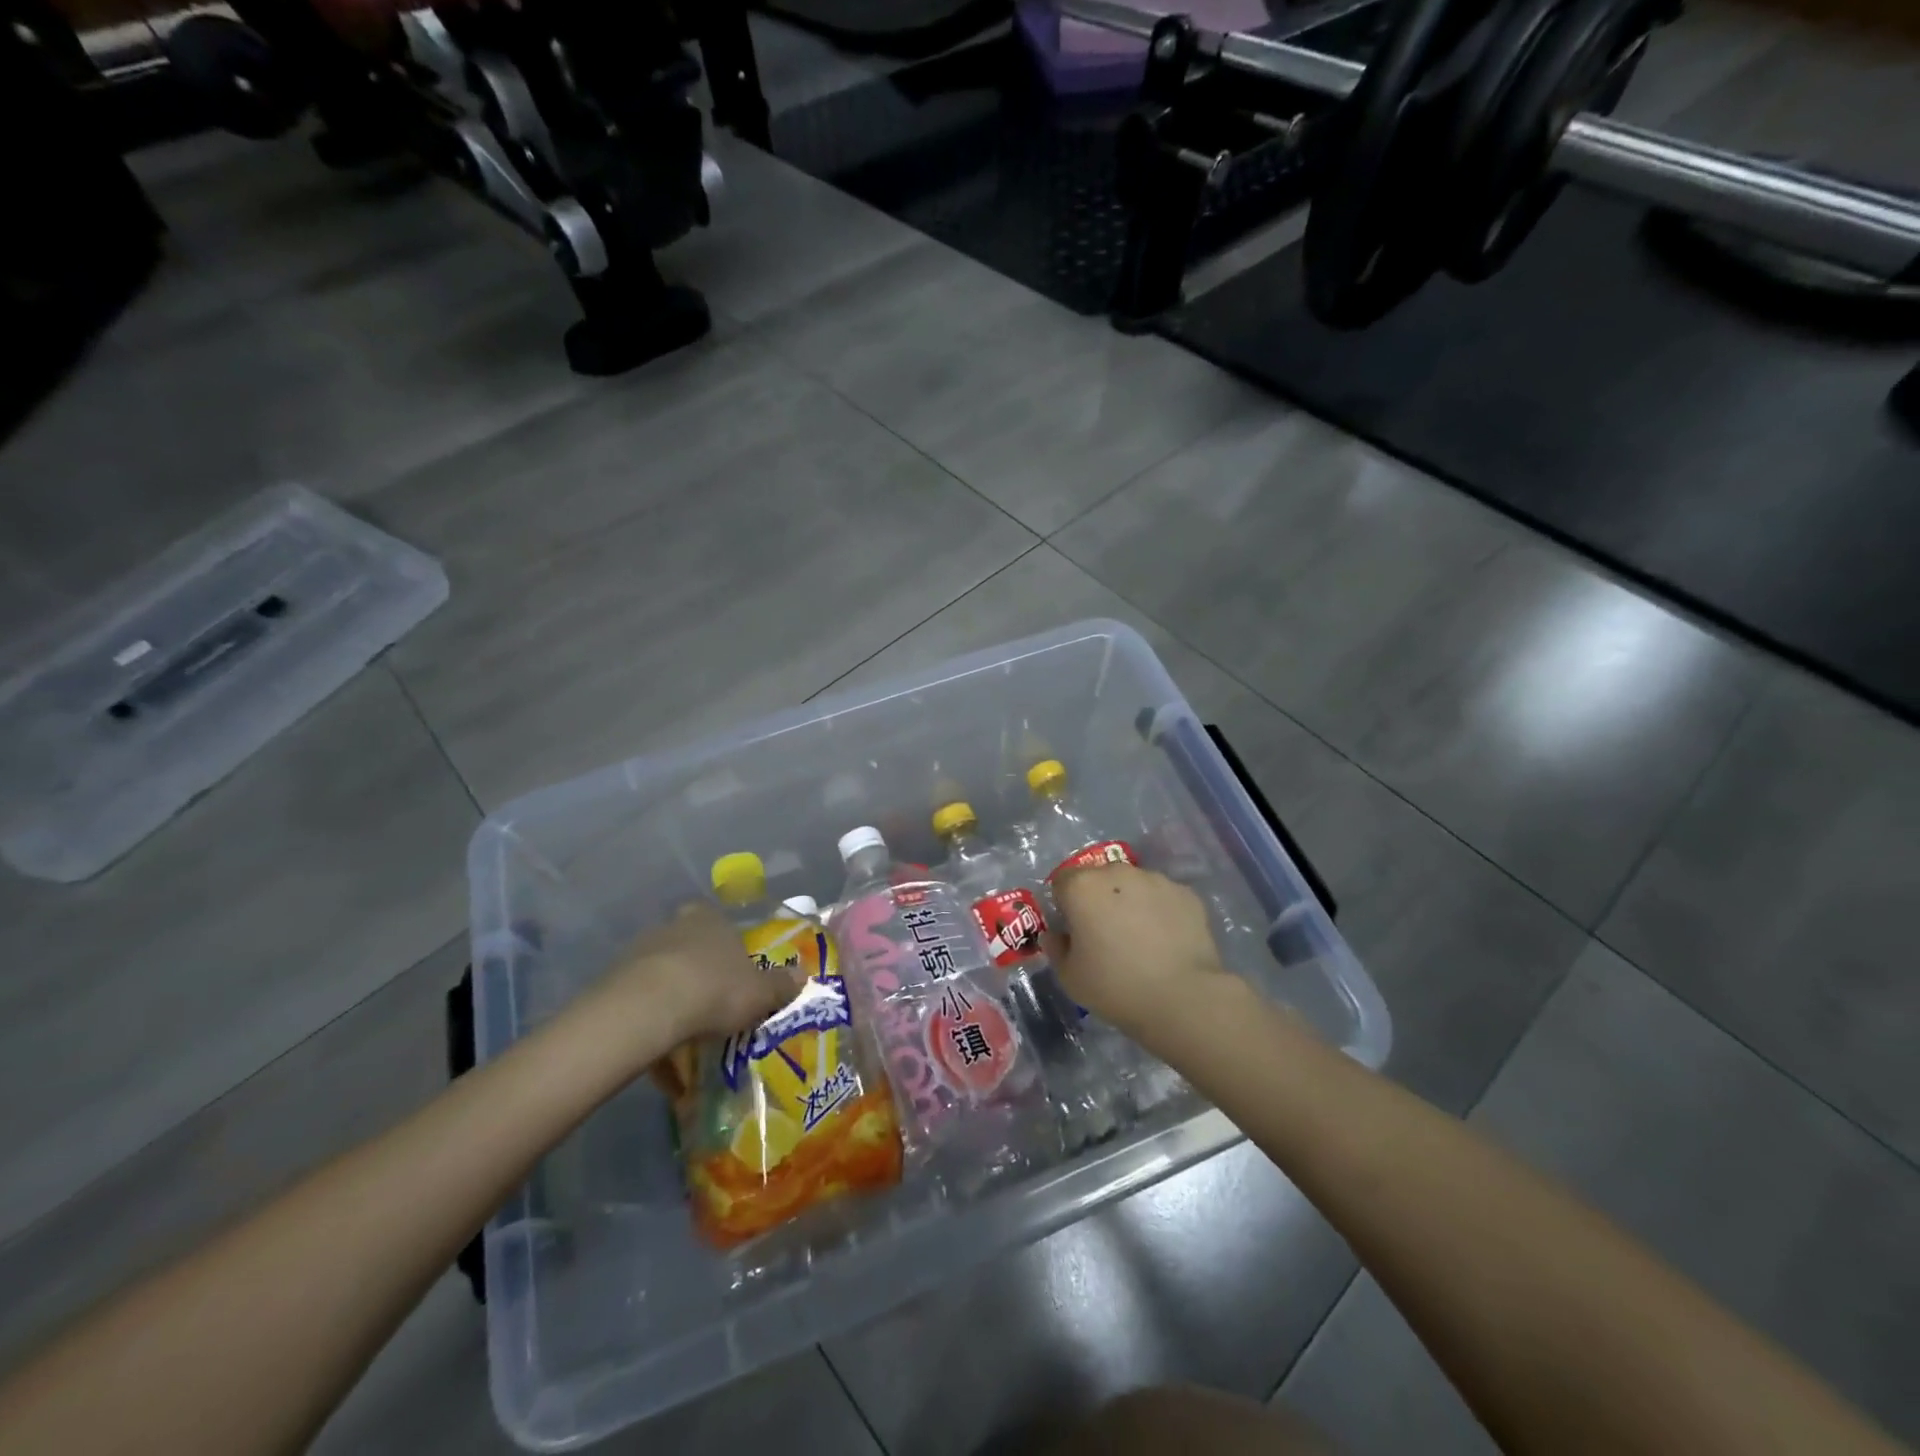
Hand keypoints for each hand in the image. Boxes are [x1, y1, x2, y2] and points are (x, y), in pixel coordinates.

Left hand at [569, 903, 807, 1064]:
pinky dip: (652, 1030)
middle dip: (700, 976)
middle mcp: (674, 928)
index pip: (719, 923)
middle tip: (713, 1008)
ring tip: (687, 1040)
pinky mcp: (614, 984)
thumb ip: (781, 985)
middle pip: (690, 949)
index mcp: (710, 920)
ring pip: (663, 977)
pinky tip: (662, 1061)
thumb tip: (803, 976)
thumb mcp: (760, 992)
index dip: (727, 947)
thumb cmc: (716, 989)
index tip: (734, 973)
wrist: (648, 1008)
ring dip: (673, 1003)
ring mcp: (640, 954)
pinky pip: (641, 1007)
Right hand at [1042, 864, 1234, 1033]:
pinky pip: (1163, 898)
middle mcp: (1118, 872)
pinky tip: (1166, 941)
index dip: (1064, 903)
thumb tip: (1056, 934)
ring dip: (1130, 902)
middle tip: (1106, 934)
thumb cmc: (1116, 986)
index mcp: (1082, 887)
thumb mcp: (1069, 977)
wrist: (1183, 998)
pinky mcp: (1186, 893)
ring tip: (1141, 939)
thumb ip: (1055, 948)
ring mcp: (1156, 879)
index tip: (1073, 929)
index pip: (1062, 881)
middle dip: (1098, 899)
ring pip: (1133, 885)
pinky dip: (1160, 912)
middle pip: (1099, 878)